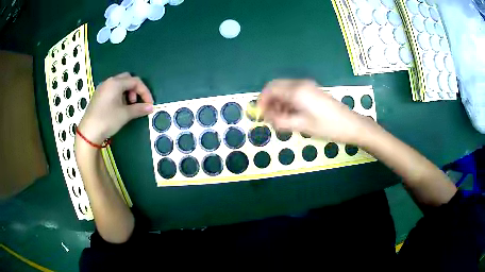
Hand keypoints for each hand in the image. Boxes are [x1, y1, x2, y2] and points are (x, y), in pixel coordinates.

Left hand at [77, 73, 153, 143]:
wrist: (88, 132)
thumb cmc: (107, 120)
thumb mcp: (125, 115)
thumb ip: (139, 109)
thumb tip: (150, 107)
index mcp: (116, 83)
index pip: (135, 81)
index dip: (145, 92)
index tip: (149, 104)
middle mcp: (109, 82)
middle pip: (127, 79)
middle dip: (135, 89)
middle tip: (135, 103)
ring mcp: (102, 88)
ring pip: (119, 84)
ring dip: (127, 92)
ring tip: (127, 106)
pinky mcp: (98, 96)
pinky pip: (112, 90)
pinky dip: (119, 95)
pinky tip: (118, 107)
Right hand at [259, 79, 374, 144]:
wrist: (351, 125)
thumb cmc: (327, 127)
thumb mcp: (301, 126)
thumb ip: (280, 121)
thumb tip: (266, 117)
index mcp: (296, 90)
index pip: (270, 89)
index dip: (262, 101)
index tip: (260, 115)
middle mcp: (300, 84)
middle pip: (276, 87)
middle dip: (270, 102)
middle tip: (271, 118)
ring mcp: (307, 86)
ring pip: (284, 90)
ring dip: (279, 102)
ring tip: (282, 120)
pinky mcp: (312, 91)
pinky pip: (294, 93)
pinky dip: (288, 102)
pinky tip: (292, 115)